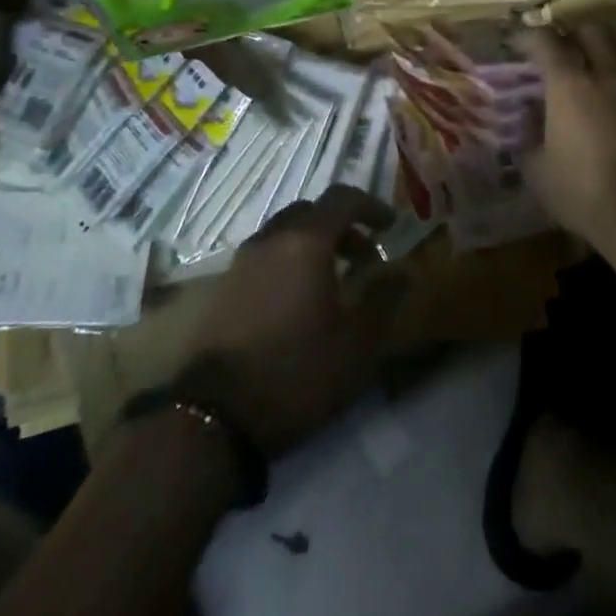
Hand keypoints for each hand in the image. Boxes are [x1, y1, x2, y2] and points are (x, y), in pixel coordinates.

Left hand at [178, 185, 406, 457]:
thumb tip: (402, 270)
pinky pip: (265, 257)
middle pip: (311, 212)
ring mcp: (242, 262)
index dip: (371, 206)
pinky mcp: (223, 288)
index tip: (391, 226)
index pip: (342, 198)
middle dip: (342, 227)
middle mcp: (272, 239)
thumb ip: (383, 298)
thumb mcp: (356, 342)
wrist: (213, 417)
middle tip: (364, 259)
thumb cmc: (296, 371)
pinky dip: (289, 263)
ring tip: (332, 282)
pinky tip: (298, 303)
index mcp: (306, 240)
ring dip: (313, 245)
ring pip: (285, 234)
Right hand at [518, 26, 615, 249]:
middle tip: (555, 54)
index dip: (528, 37)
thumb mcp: (535, 165)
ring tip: (585, 73)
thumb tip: (529, 110)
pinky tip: (607, 103)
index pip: (546, 40)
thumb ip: (528, 130)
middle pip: (591, 32)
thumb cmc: (578, 189)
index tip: (516, 46)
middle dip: (571, 35)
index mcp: (569, 83)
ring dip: (600, 53)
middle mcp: (605, 75)